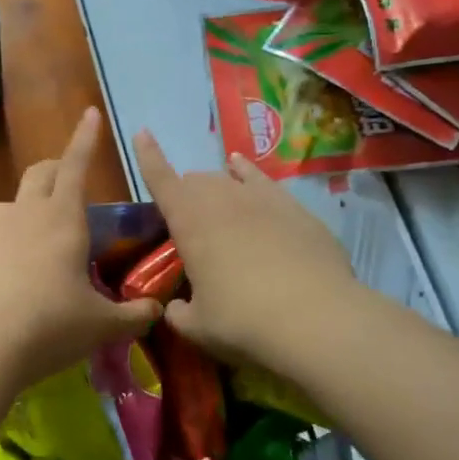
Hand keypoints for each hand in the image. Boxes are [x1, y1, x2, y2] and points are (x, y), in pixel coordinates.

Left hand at [0, 109, 160, 388]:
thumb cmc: (50, 328)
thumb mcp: (102, 326)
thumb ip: (134, 315)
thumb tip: (155, 310)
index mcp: (63, 219)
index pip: (76, 166)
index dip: (85, 139)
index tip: (90, 114)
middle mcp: (24, 214)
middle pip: (39, 174)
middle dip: (54, 171)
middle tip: (65, 185)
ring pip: (4, 204)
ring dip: (19, 211)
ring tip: (28, 236)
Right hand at [135, 129, 357, 368]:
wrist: (316, 319)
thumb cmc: (243, 321)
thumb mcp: (198, 327)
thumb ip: (179, 313)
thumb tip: (176, 308)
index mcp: (189, 222)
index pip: (161, 180)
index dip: (148, 156)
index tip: (142, 132)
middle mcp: (222, 200)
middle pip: (196, 182)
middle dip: (185, 193)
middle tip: (187, 221)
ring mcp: (262, 199)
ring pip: (229, 179)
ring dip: (215, 186)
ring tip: (214, 196)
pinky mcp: (295, 209)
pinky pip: (262, 180)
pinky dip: (248, 173)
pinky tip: (244, 169)